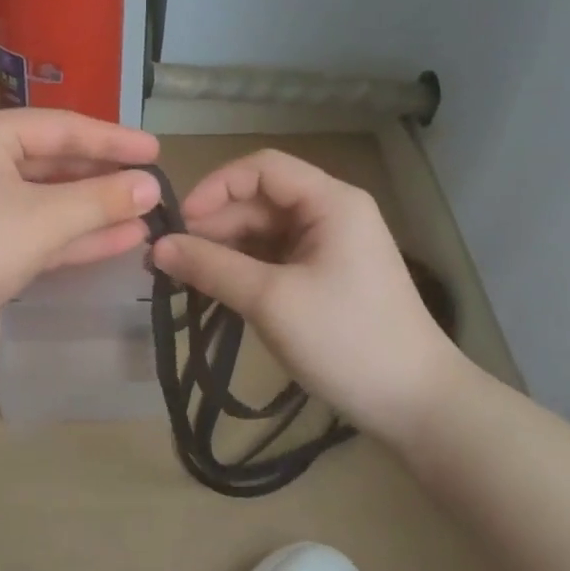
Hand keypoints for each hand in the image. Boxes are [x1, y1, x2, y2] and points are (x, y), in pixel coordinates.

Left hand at [0, 109, 160, 358]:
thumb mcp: (41, 220)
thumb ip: (99, 200)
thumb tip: (151, 186)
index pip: (63, 127)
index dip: (113, 139)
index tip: (157, 150)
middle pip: (57, 162)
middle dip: (105, 178)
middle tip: (154, 185)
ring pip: (50, 201)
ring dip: (95, 210)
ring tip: (148, 214)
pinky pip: (39, 231)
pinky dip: (75, 237)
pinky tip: (121, 240)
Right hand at [151, 150, 465, 431]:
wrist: (413, 402)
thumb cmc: (345, 340)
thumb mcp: (270, 300)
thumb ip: (211, 267)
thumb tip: (156, 247)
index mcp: (330, 202)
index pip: (261, 168)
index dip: (215, 187)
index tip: (179, 224)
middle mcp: (330, 214)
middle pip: (259, 201)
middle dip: (213, 225)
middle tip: (167, 260)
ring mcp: (328, 248)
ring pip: (262, 233)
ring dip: (223, 250)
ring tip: (181, 278)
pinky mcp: (323, 278)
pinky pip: (272, 260)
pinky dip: (241, 271)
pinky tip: (212, 289)